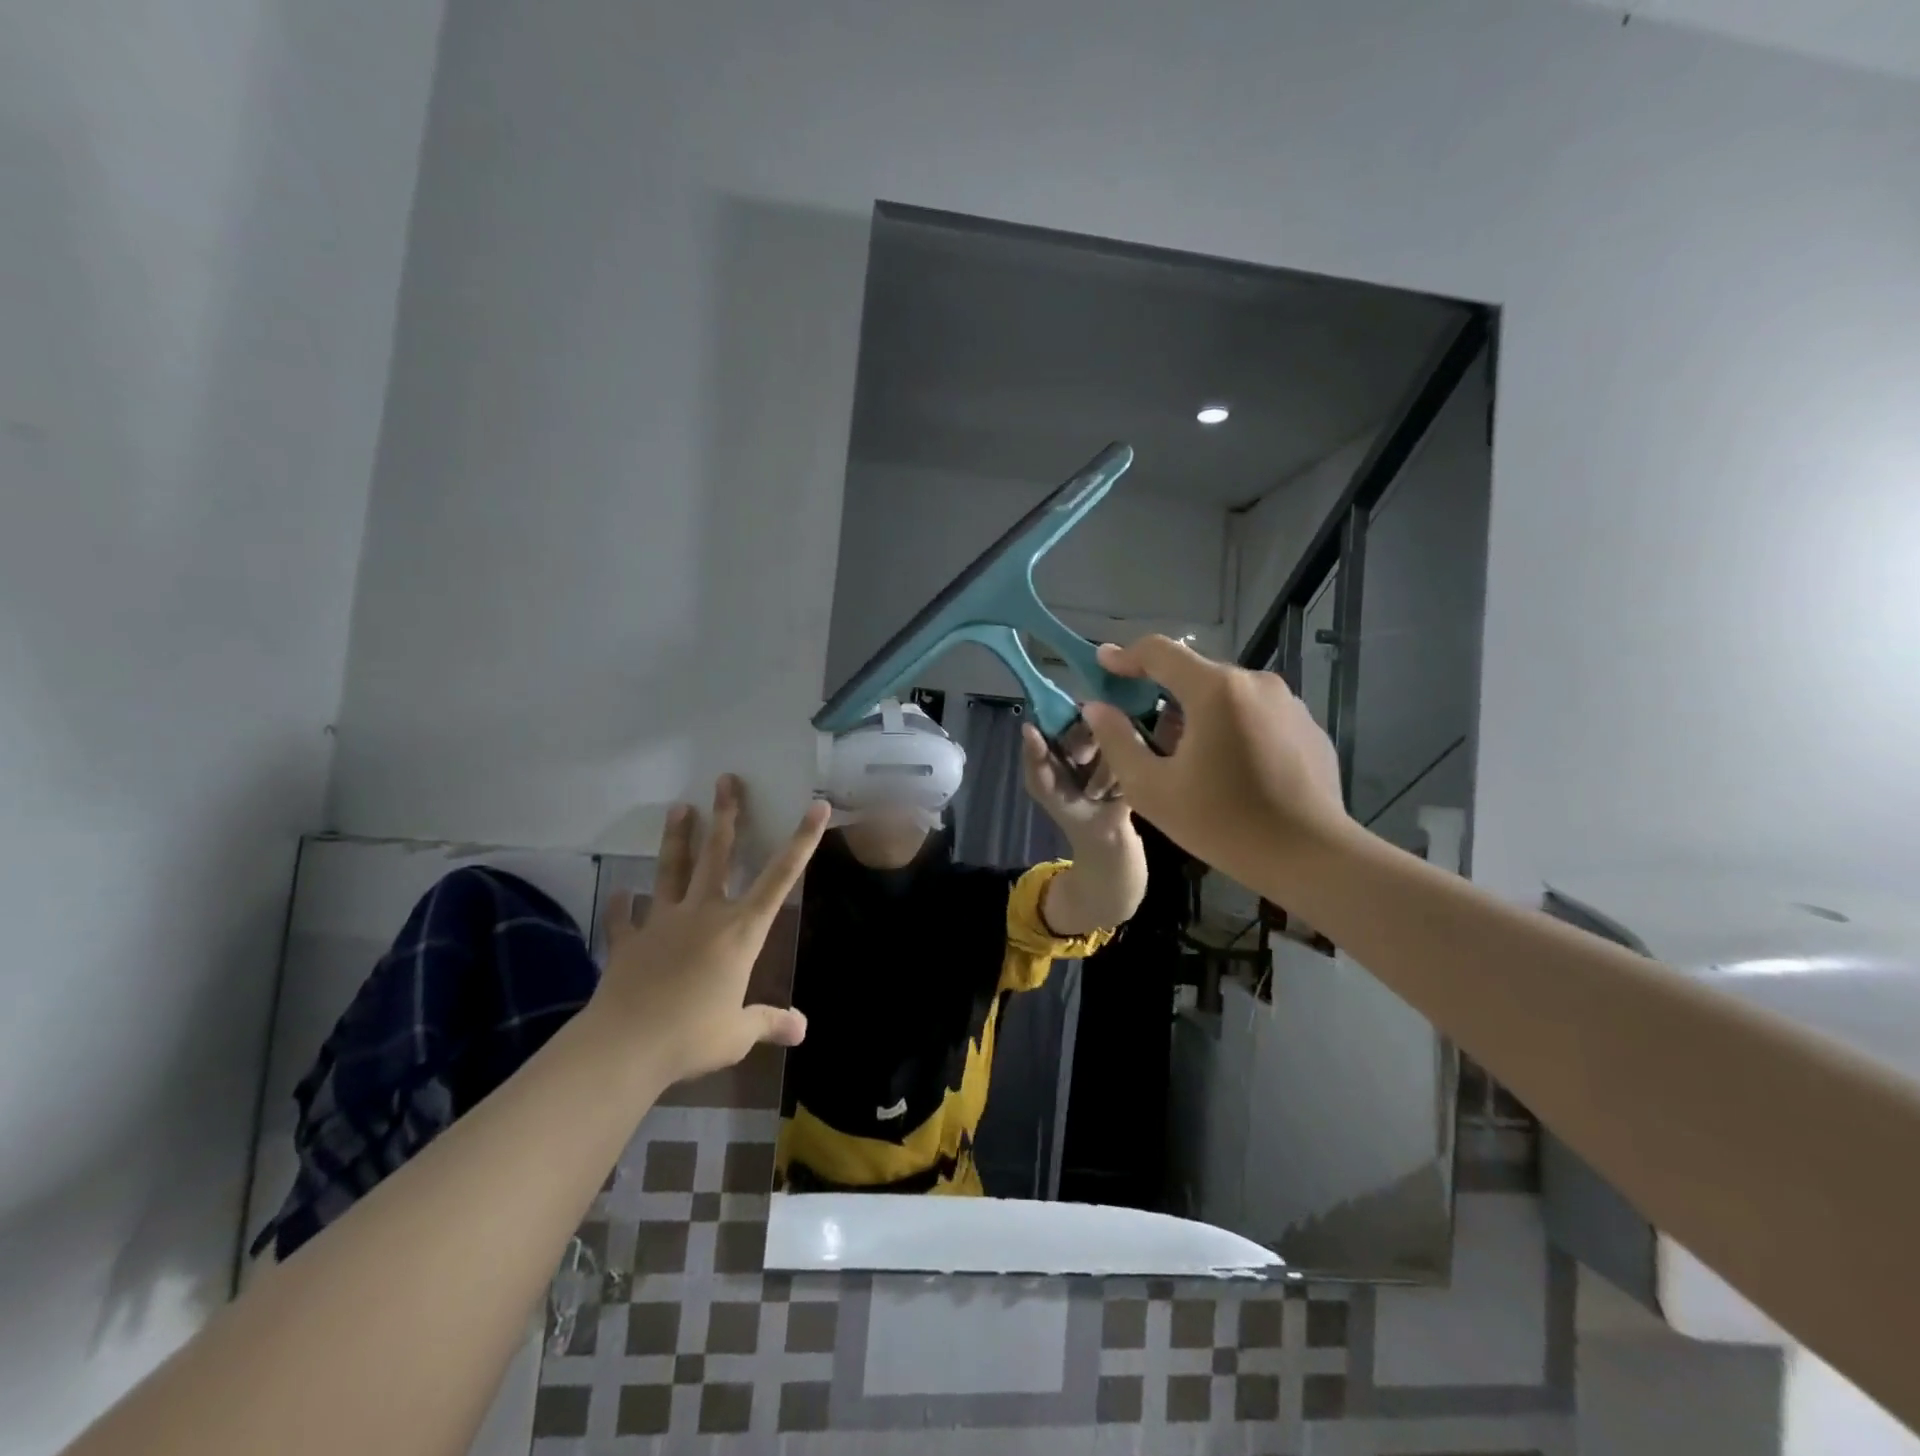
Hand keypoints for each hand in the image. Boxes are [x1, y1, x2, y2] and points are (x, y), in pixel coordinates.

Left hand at [590, 775, 828, 1085]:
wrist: (625, 1045)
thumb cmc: (692, 1035)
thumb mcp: (738, 1033)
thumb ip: (769, 1022)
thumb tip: (803, 1029)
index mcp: (740, 931)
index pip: (780, 877)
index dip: (802, 841)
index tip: (816, 807)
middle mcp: (704, 914)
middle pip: (717, 855)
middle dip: (726, 815)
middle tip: (726, 780)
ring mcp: (663, 922)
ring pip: (672, 870)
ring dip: (677, 838)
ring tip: (678, 807)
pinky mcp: (629, 940)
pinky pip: (624, 918)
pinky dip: (620, 906)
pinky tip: (617, 892)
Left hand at [1021, 720, 1133, 842]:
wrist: (1101, 833)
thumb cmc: (1066, 806)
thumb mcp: (1042, 785)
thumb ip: (1034, 758)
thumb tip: (1027, 725)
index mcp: (1065, 735)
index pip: (1065, 712)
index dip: (1066, 722)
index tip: (1067, 742)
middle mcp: (1092, 733)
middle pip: (1092, 721)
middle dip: (1084, 747)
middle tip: (1081, 765)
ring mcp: (1117, 743)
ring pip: (1112, 740)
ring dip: (1102, 773)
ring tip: (1096, 793)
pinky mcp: (1138, 758)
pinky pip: (1130, 757)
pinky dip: (1117, 779)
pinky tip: (1114, 794)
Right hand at [1079, 636, 1349, 885]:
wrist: (1312, 857)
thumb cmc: (1223, 823)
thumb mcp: (1152, 788)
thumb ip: (1117, 740)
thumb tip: (1097, 708)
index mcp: (1216, 690)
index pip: (1160, 652)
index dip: (1125, 656)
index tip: (1103, 665)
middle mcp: (1256, 682)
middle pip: (1194, 674)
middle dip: (1161, 694)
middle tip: (1142, 731)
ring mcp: (1288, 703)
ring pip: (1226, 695)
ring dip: (1198, 714)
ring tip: (1187, 759)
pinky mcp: (1307, 726)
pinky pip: (1256, 715)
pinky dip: (1232, 729)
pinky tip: (1229, 771)